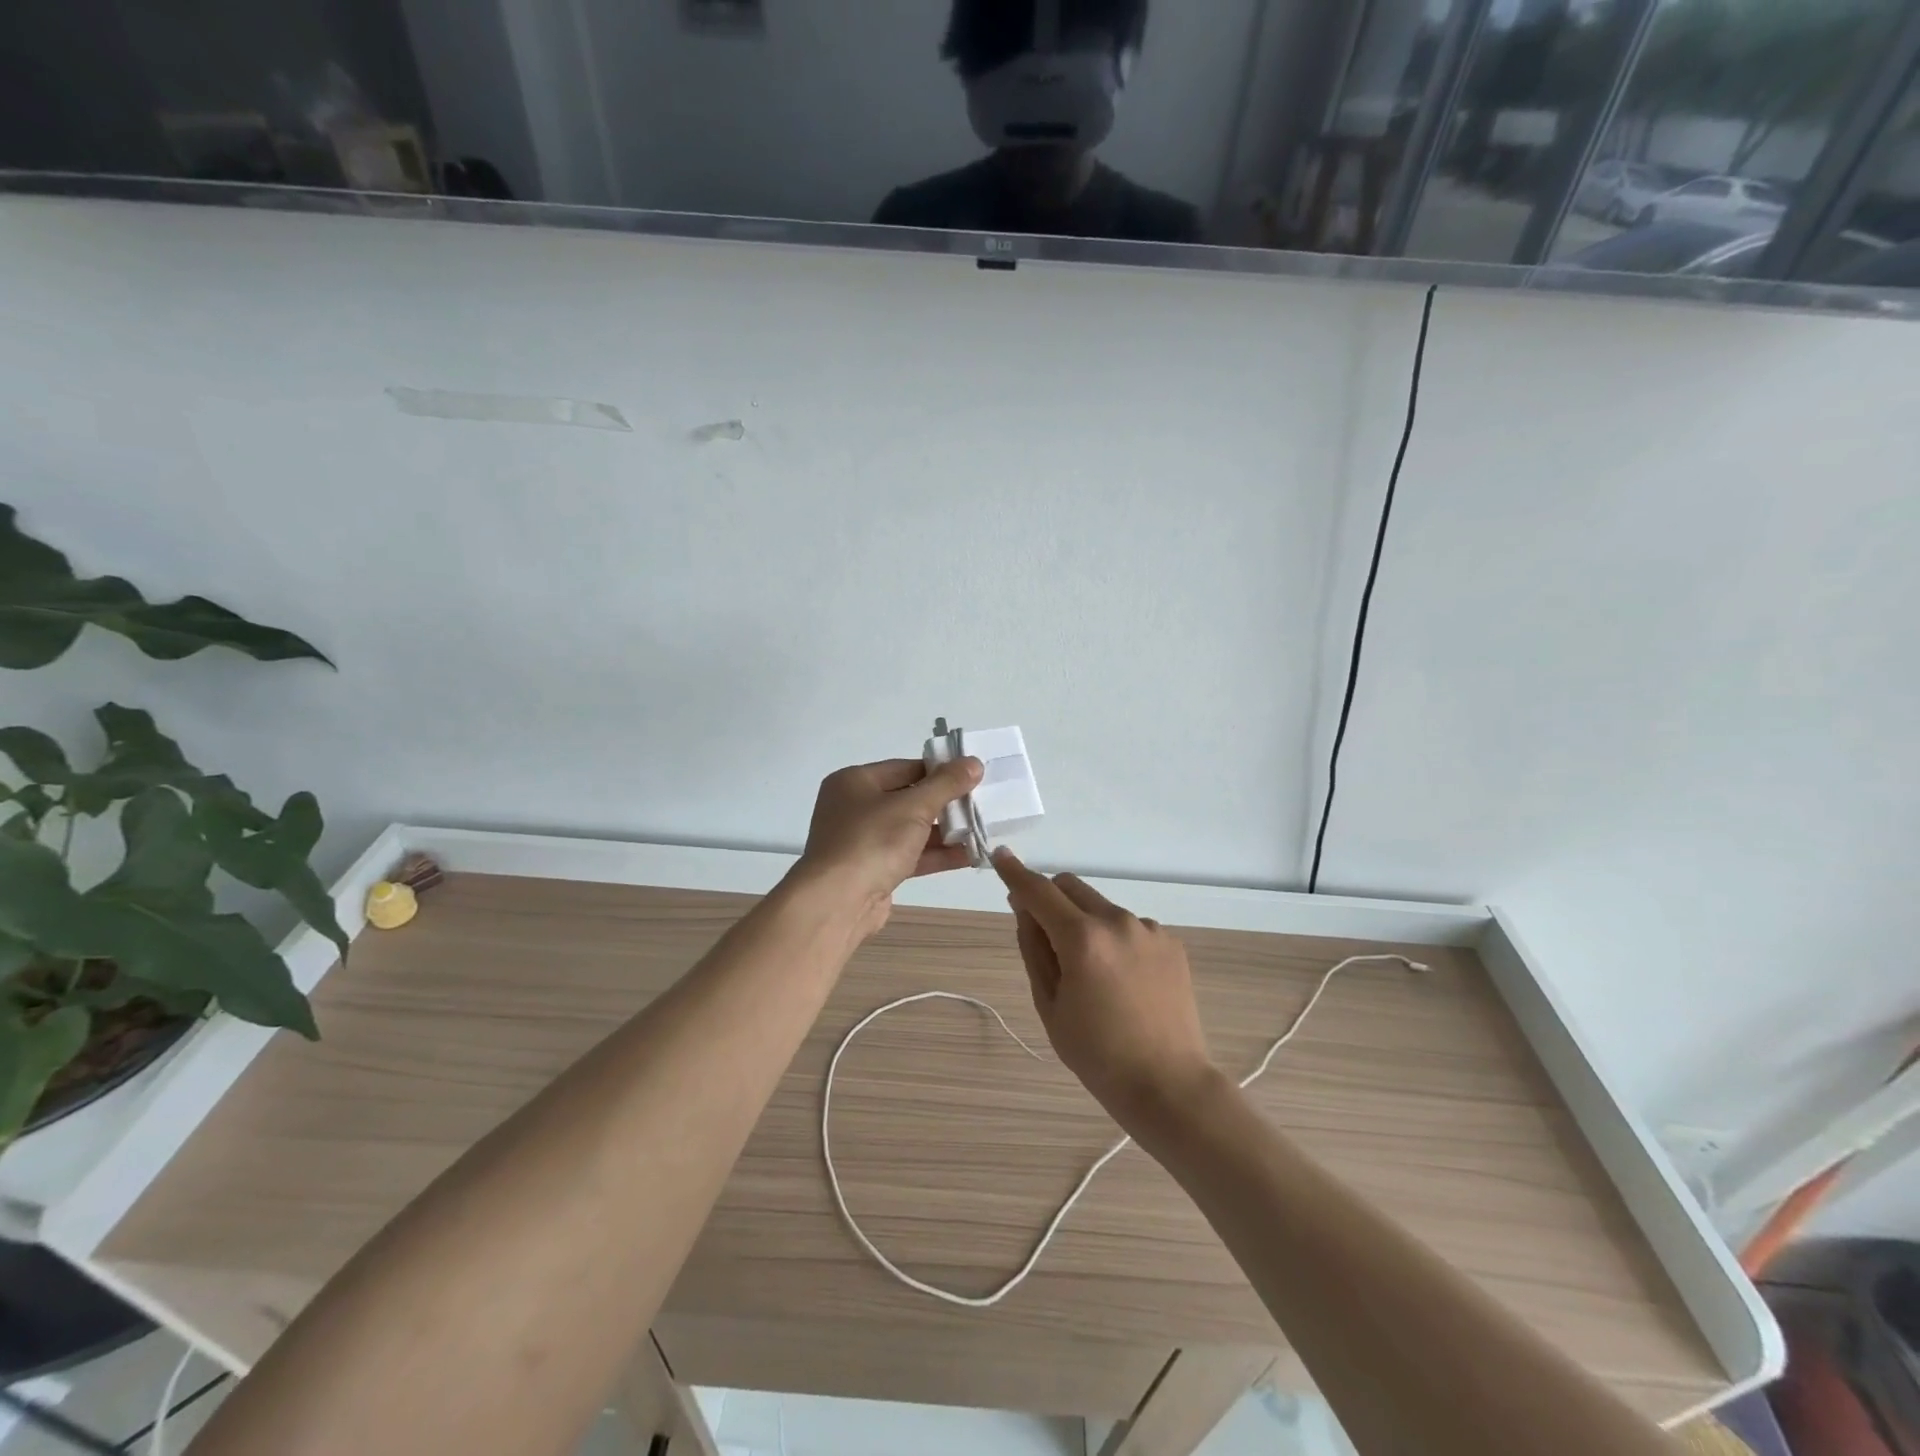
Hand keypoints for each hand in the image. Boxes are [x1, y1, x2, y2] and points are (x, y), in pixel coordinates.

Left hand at [792, 756, 983, 938]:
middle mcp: (854, 807)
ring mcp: (862, 841)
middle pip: (908, 799)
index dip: (940, 771)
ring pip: (910, 830)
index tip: (972, 776)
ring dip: (945, 832)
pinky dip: (935, 854)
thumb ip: (946, 784)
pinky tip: (969, 855)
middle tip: (982, 803)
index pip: (905, 768)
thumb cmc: (872, 841)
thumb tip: (973, 762)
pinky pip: (909, 855)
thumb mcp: (914, 806)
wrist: (838, 903)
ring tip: (982, 830)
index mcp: (854, 782)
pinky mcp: (873, 870)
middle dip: (945, 804)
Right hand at [992, 847, 1219, 1131]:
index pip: (1039, 891)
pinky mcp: (1170, 942)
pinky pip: (1128, 926)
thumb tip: (1024, 908)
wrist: (1168, 1084)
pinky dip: (1114, 938)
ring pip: (1100, 906)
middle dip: (1050, 899)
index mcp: (1083, 939)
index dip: (1015, 873)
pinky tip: (1123, 980)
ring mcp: (1148, 929)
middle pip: (1070, 887)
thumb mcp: (1050, 1005)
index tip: (1000, 856)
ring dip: (1084, 921)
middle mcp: (1117, 921)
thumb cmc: (1097, 1054)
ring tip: (1093, 973)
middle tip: (1044, 936)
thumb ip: (1034, 948)